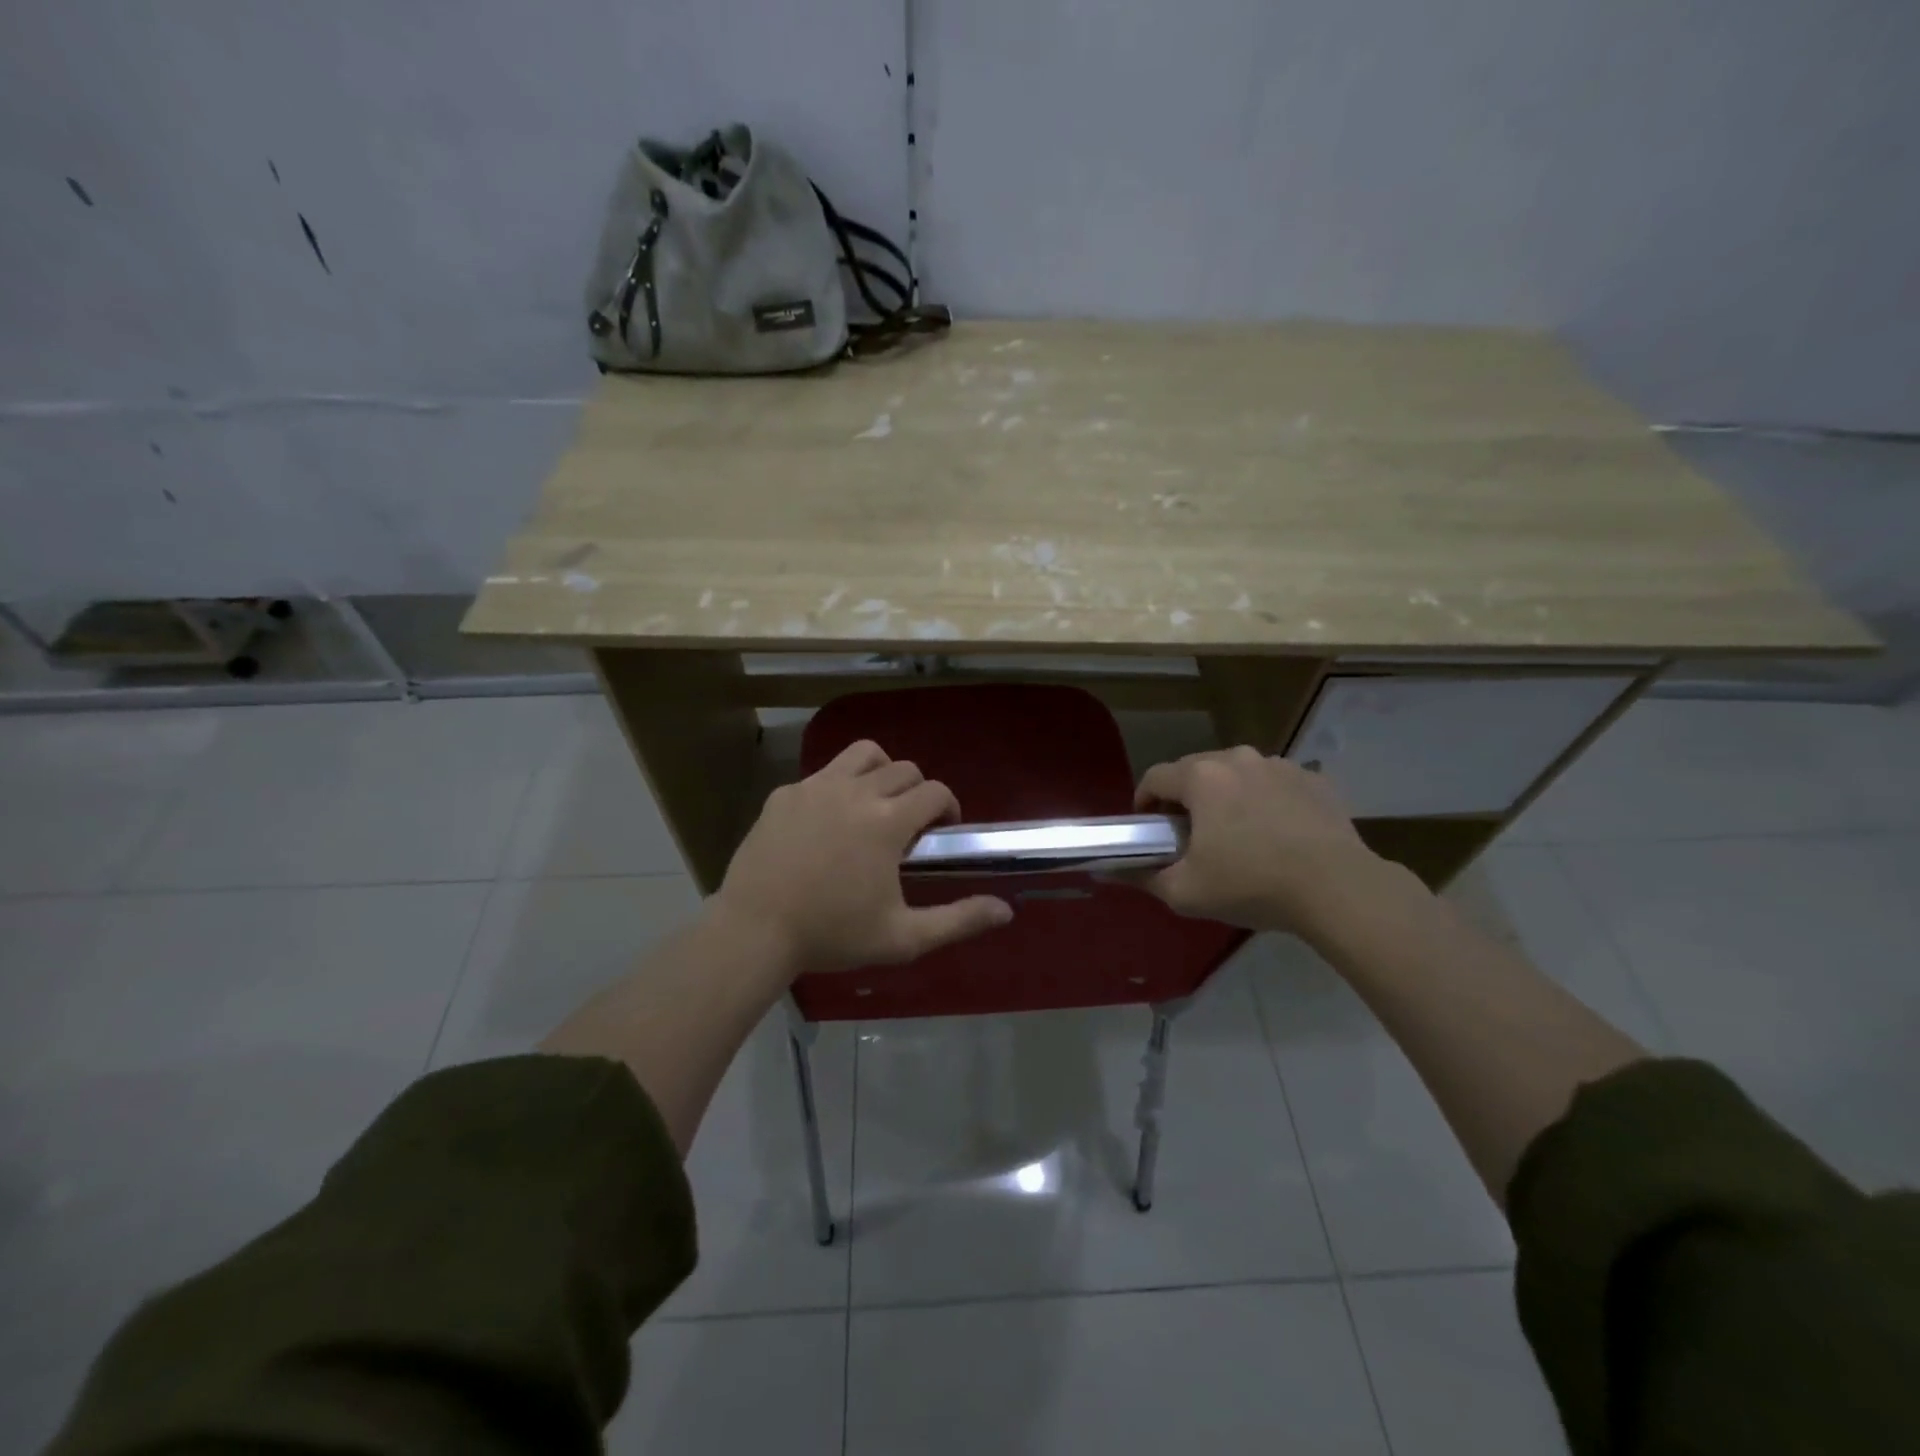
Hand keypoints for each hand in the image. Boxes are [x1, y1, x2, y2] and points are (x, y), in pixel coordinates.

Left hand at [712, 740, 1013, 976]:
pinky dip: (836, 787)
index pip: (935, 791)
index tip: (941, 832)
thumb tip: (1006, 912)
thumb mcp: (903, 937)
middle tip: (908, 827)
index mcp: (888, 821)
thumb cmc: (832, 935)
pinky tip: (826, 823)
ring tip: (874, 805)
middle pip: (904, 769)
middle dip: (917, 792)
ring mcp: (816, 787)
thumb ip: (958, 920)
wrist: (755, 930)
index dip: (948, 807)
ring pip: (863, 754)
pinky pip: (822, 775)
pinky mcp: (784, 794)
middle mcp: (856, 791)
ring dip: (880, 772)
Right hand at [1133, 747, 1384, 932]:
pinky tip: (1276, 832)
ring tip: (1236, 832)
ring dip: (1227, 795)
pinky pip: (1275, 783)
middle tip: (1190, 834)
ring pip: (1237, 773)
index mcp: (1201, 777)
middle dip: (1186, 797)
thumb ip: (1144, 878)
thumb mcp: (1186, 892)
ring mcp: (1280, 765)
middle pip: (1196, 770)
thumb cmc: (1252, 884)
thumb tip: (1114, 872)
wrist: (1338, 889)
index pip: (1155, 776)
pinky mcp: (1315, 779)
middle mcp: (1238, 759)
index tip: (1148, 828)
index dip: (1144, 801)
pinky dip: (1266, 800)